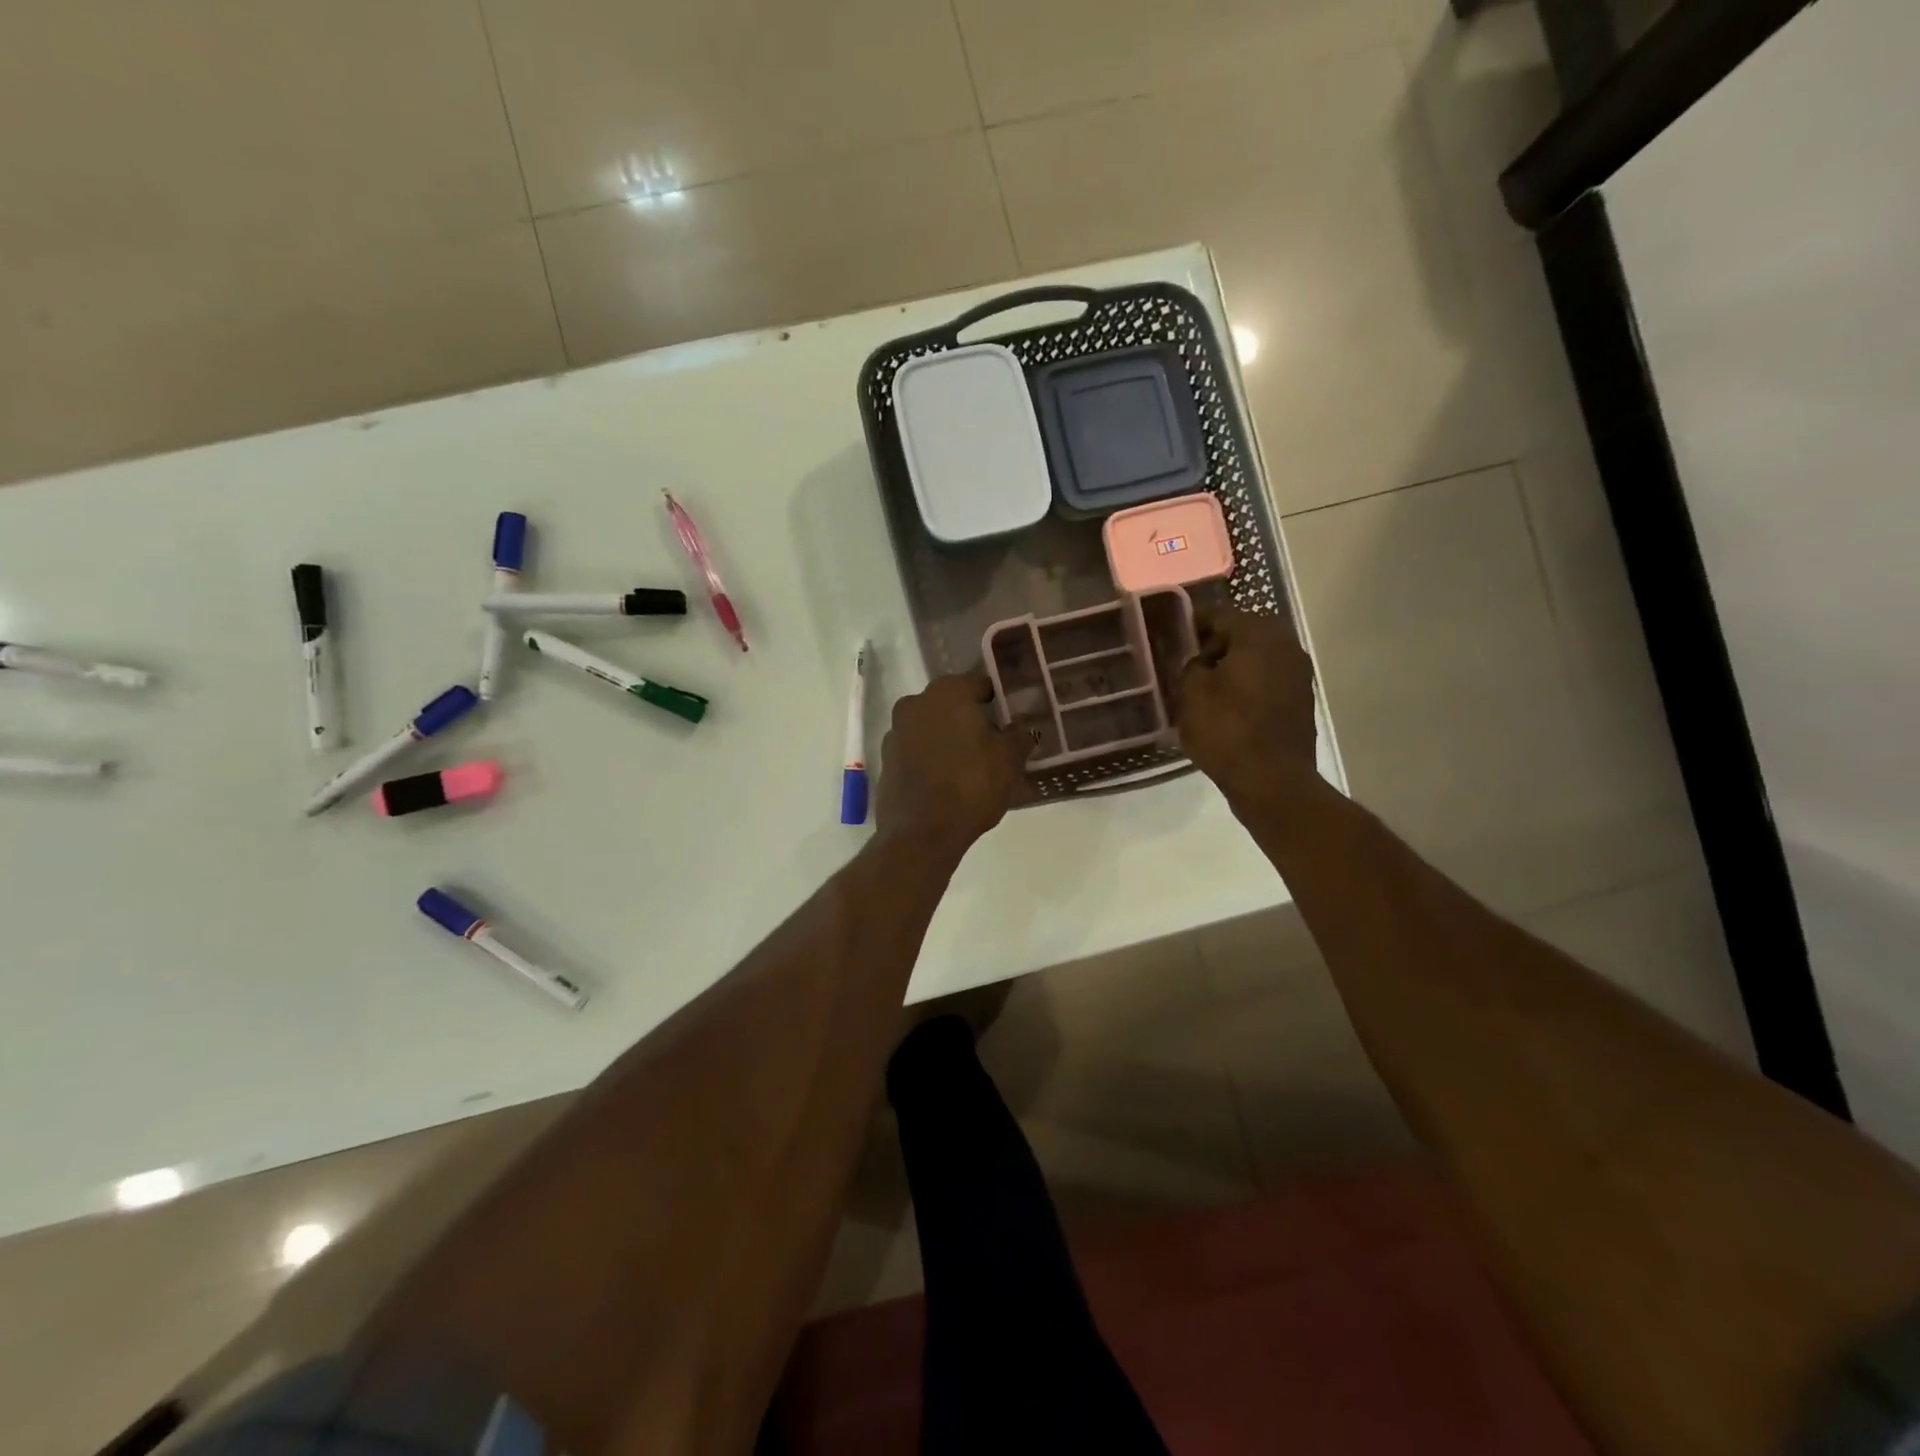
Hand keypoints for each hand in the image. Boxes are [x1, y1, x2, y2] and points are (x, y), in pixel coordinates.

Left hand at [876, 673, 1030, 852]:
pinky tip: (948, 781)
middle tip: (995, 743)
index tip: (1012, 718)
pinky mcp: (886, 761)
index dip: (999, 700)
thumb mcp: (1009, 761)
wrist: (921, 834)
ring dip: (950, 740)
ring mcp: (896, 732)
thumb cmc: (971, 786)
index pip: (980, 684)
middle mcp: (915, 703)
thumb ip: (1018, 737)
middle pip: (952, 706)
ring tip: (973, 767)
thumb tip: (1022, 729)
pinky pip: (917, 752)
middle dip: (972, 720)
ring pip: (932, 728)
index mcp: (947, 693)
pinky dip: (932, 759)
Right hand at [1178, 606, 1318, 808]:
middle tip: (1187, 661)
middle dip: (1215, 644)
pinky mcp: (1300, 701)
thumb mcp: (1192, 694)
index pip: (1221, 615)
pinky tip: (1225, 705)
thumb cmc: (1227, 730)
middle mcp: (1286, 646)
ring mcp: (1298, 675)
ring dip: (1232, 666)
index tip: (1173, 635)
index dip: (1194, 623)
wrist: (1272, 781)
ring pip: (1257, 658)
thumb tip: (1198, 660)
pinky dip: (1247, 685)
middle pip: (1244, 634)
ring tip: (1203, 686)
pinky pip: (1267, 681)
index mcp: (1259, 636)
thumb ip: (1190, 666)